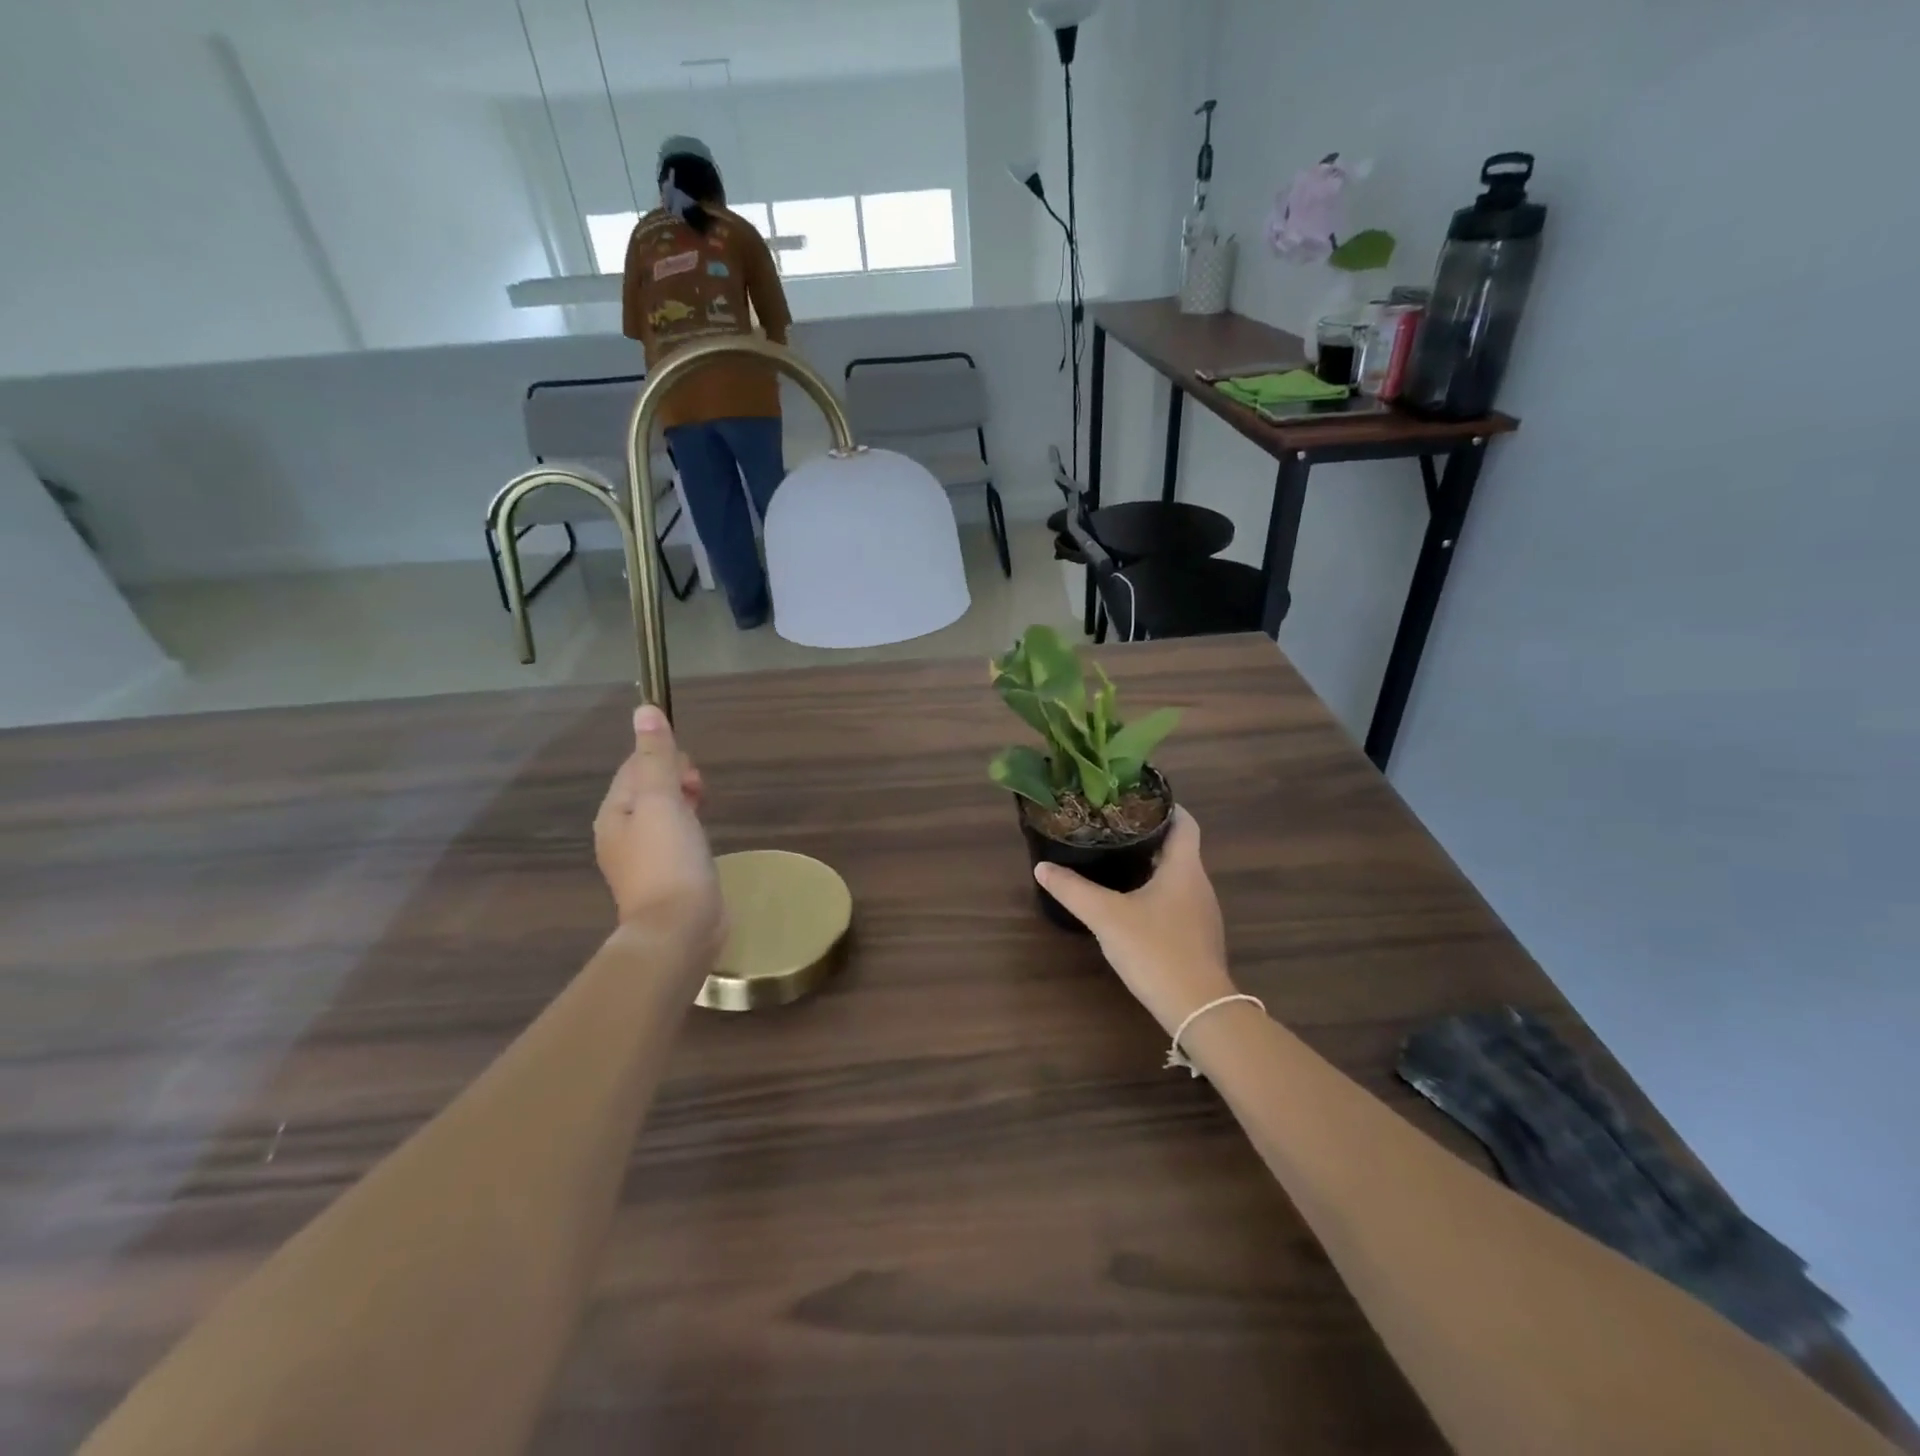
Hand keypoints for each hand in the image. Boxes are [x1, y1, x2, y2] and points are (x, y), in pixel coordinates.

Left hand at [595, 706, 723, 966]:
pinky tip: (704, 838)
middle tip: (701, 795)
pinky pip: (676, 837)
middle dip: (678, 781)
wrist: (679, 928)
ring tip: (705, 812)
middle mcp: (622, 834)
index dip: (666, 760)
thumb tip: (644, 710)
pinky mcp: (667, 875)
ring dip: (686, 803)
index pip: (636, 767)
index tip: (692, 776)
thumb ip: (655, 757)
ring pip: (665, 813)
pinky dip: (690, 828)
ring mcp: (644, 857)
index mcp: (614, 813)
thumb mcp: (662, 800)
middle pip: (649, 789)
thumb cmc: (668, 860)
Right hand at [1034, 809, 1235, 1034]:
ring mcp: (1202, 913)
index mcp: (1184, 867)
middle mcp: (1199, 884)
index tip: (1135, 800)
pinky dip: (1157, 893)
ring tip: (1118, 860)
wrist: (1198, 1008)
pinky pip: (1177, 901)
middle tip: (1114, 828)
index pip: (1185, 822)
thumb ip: (1073, 890)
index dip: (1165, 806)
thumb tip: (1043, 867)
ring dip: (1152, 866)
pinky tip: (1132, 904)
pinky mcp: (1198, 937)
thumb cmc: (1155, 949)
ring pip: (1178, 876)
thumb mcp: (1106, 917)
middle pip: (1179, 848)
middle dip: (1149, 836)